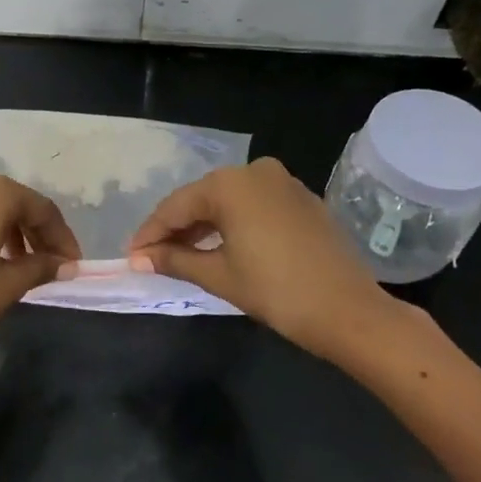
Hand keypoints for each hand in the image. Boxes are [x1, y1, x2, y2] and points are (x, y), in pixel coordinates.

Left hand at [0, 166, 80, 368]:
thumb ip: (41, 267)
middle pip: (11, 200)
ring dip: (5, 226)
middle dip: (33, 231)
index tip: (72, 262)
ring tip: (16, 260)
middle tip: (49, 262)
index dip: (60, 236)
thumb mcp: (6, 285)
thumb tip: (67, 265)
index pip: (40, 208)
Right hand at [126, 158, 410, 359]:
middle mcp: (255, 171)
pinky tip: (221, 246)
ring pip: (229, 201)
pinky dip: (233, 223)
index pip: (176, 206)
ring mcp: (283, 182)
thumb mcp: (219, 275)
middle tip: (152, 256)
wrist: (350, 311)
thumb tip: (139, 258)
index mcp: (230, 183)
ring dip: (203, 226)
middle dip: (176, 228)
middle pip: (201, 199)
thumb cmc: (276, 291)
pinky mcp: (302, 199)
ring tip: (181, 254)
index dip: (150, 232)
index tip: (131, 255)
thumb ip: (174, 260)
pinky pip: (254, 205)